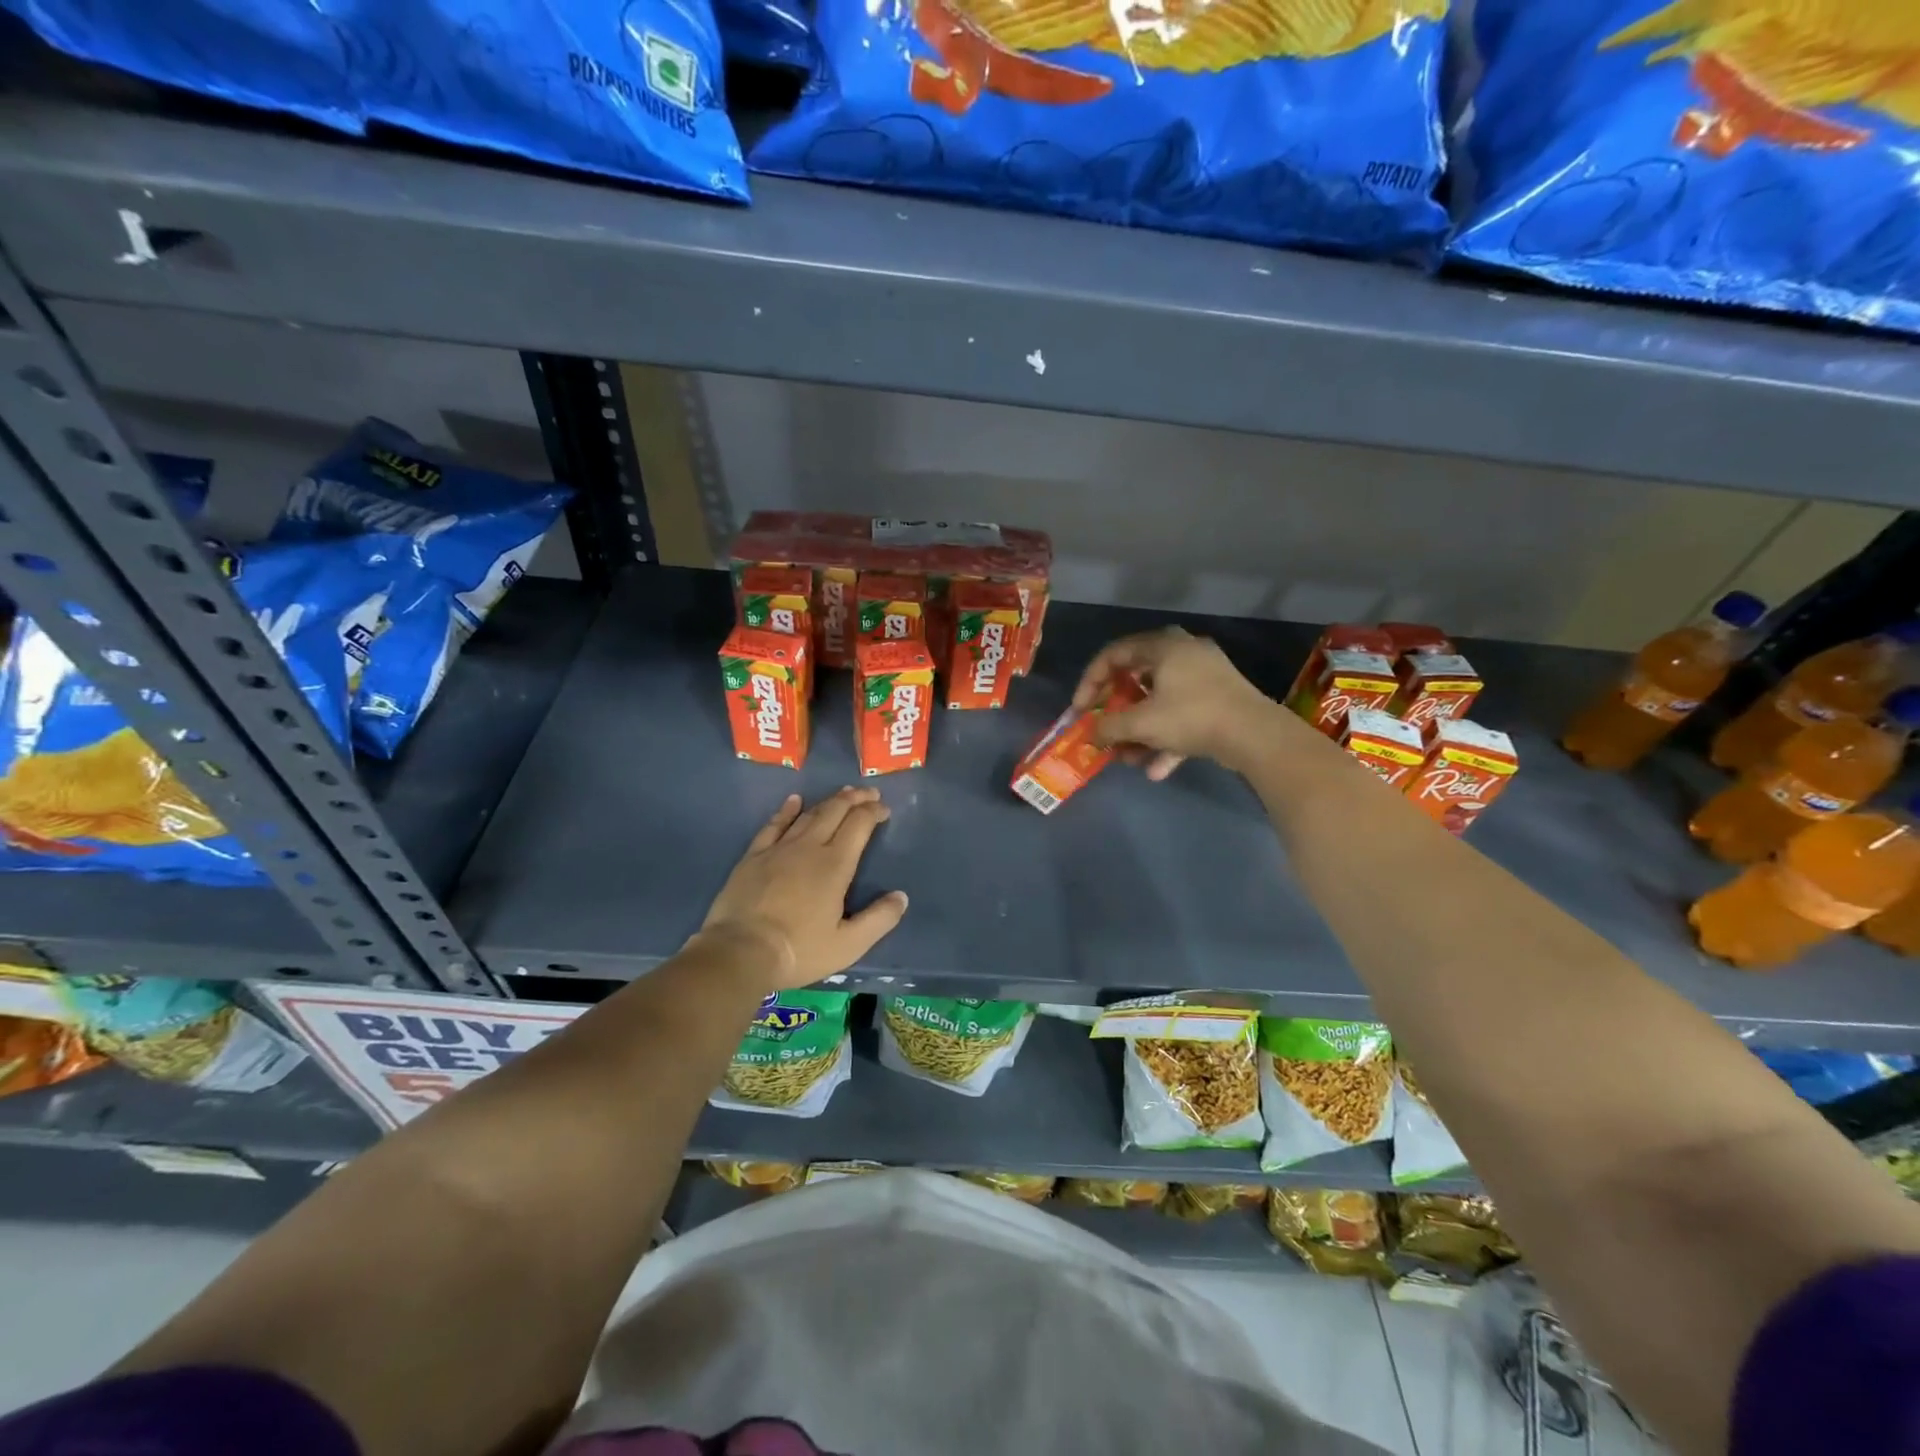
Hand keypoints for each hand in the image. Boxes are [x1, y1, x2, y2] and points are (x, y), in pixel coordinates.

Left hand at [699, 788, 908, 989]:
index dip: (874, 812)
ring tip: (842, 794)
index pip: (859, 825)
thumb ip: (879, 919)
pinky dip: (787, 810)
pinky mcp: (753, 856)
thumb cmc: (799, 950)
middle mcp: (809, 847)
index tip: (885, 809)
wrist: (739, 952)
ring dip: (828, 801)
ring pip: (808, 815)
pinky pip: (774, 825)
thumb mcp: (848, 944)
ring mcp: (779, 849)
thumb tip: (901, 897)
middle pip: (835, 811)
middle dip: (855, 798)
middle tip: (869, 792)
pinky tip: (794, 801)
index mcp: (835, 865)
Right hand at [1074, 627, 1291, 778]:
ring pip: (1160, 703)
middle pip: (1137, 680)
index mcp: (1163, 646)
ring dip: (1141, 732)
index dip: (1090, 682)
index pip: (1114, 655)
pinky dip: (1167, 740)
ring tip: (1129, 759)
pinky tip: (1157, 771)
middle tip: (1105, 729)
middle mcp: (1184, 653)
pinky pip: (1182, 717)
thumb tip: (1090, 735)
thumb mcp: (1141, 723)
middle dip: (1118, 712)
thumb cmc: (1191, 716)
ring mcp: (1205, 678)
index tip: (1081, 710)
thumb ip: (1109, 727)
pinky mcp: (1219, 702)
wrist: (1255, 735)